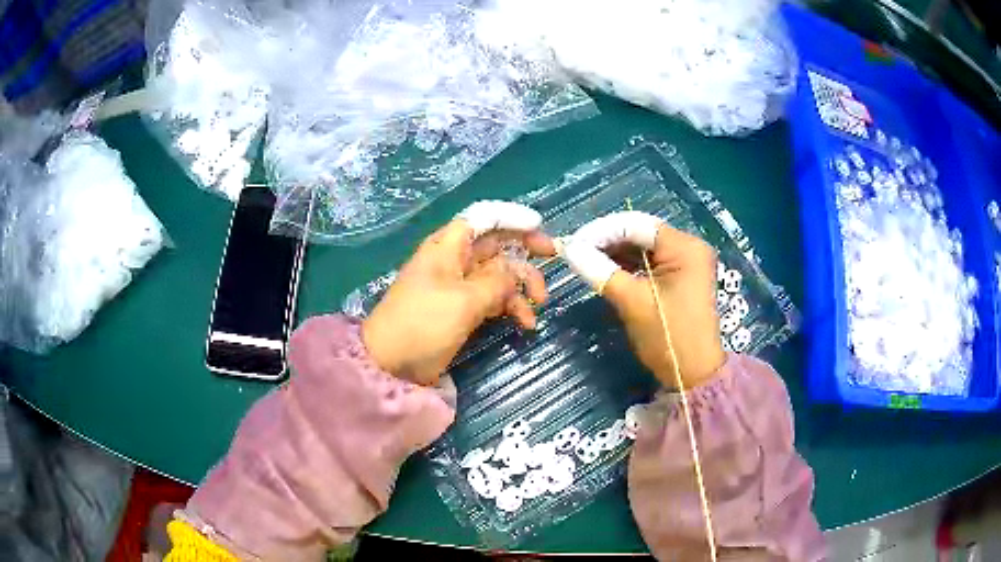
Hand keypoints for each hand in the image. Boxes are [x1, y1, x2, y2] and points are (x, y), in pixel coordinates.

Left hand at [362, 201, 555, 385]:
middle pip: (495, 244)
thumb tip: (515, 275)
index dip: (512, 217)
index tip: (539, 227)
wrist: (391, 364)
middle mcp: (454, 260)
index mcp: (448, 247)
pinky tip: (526, 324)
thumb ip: (497, 282)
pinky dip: (509, 307)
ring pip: (498, 274)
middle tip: (553, 257)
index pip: (483, 218)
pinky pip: (492, 299)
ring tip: (538, 306)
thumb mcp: (463, 300)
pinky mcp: (461, 310)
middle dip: (524, 251)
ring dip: (521, 286)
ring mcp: (457, 286)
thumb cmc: (423, 324)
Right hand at [563, 212, 725, 388]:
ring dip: (614, 253)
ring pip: (642, 247)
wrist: (694, 375)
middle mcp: (688, 247)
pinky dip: (627, 266)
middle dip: (607, 241)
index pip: (636, 225)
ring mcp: (686, 262)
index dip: (601, 231)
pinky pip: (649, 263)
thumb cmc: (668, 337)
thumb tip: (568, 248)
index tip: (572, 243)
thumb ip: (599, 270)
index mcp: (684, 247)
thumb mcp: (632, 302)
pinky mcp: (679, 277)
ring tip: (585, 261)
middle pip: (640, 233)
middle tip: (575, 252)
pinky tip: (605, 270)